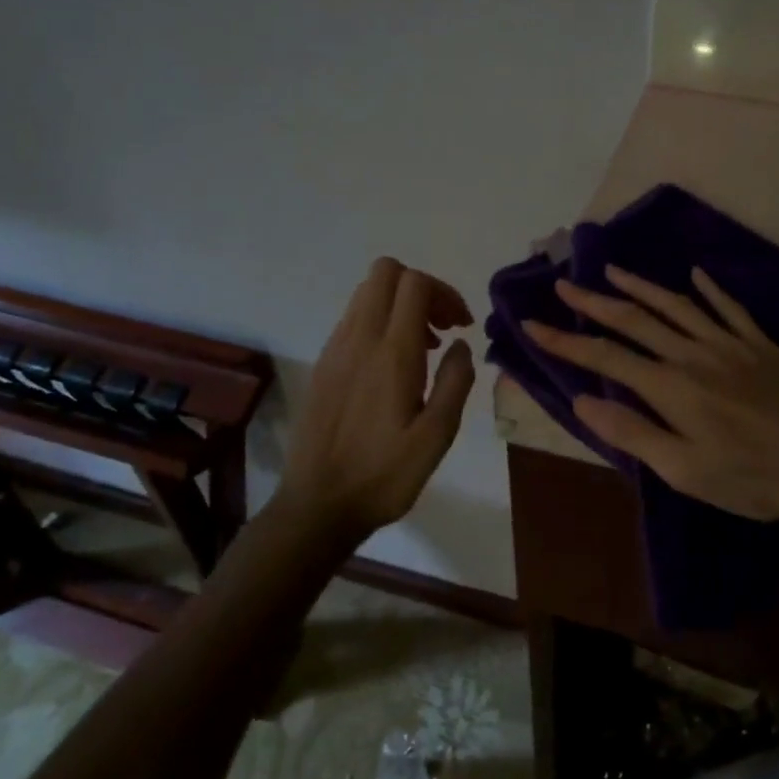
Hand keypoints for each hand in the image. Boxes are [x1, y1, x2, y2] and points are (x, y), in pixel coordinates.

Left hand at [281, 257, 476, 534]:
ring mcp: (335, 350)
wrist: (317, 506)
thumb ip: (455, 382)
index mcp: (391, 354)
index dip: (445, 292)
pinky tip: (393, 366)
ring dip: (400, 304)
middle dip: (422, 288)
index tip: (461, 326)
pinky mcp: (323, 364)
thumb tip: (460, 345)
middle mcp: (359, 340)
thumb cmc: (384, 475)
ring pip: (367, 293)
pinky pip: (353, 319)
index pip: (414, 283)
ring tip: (423, 348)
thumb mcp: (437, 436)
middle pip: (386, 272)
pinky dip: (380, 322)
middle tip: (442, 326)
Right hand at [522, 266, 778, 521]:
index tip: (533, 324)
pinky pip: (729, 307)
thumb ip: (634, 433)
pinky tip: (697, 275)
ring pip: (676, 305)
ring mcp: (729, 343)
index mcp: (671, 387)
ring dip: (641, 286)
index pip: (606, 357)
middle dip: (594, 302)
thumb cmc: (754, 476)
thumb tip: (584, 402)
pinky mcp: (759, 343)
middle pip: (635, 320)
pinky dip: (710, 289)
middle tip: (564, 284)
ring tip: (613, 269)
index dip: (566, 342)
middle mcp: (693, 354)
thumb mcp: (686, 471)